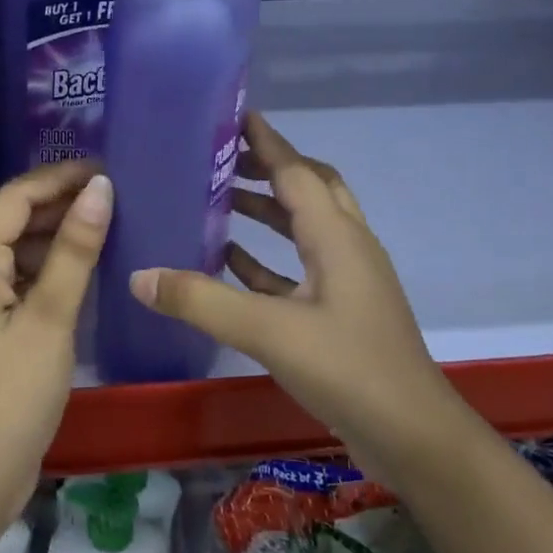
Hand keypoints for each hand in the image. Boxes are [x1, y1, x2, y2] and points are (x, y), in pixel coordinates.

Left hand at [0, 161, 111, 523]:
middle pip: (15, 218)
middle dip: (61, 202)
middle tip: (117, 194)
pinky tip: (87, 267)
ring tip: (109, 222)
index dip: (59, 177)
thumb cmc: (13, 392)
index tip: (107, 168)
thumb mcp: (50, 317)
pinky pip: (21, 277)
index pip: (16, 196)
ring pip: (19, 248)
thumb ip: (75, 250)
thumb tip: (100, 188)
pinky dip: (51, 266)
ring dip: (58, 233)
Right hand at [128, 112, 452, 448]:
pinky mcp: (340, 313)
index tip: (234, 114)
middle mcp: (347, 248)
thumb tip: (139, 275)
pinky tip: (229, 262)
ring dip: (266, 211)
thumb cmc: (349, 370)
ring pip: (304, 228)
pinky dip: (266, 258)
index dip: (266, 141)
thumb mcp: (269, 332)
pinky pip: (298, 269)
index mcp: (337, 237)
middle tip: (219, 158)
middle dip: (267, 168)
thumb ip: (202, 302)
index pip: (297, 171)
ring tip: (217, 200)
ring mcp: (347, 282)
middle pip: (309, 189)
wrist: (413, 438)